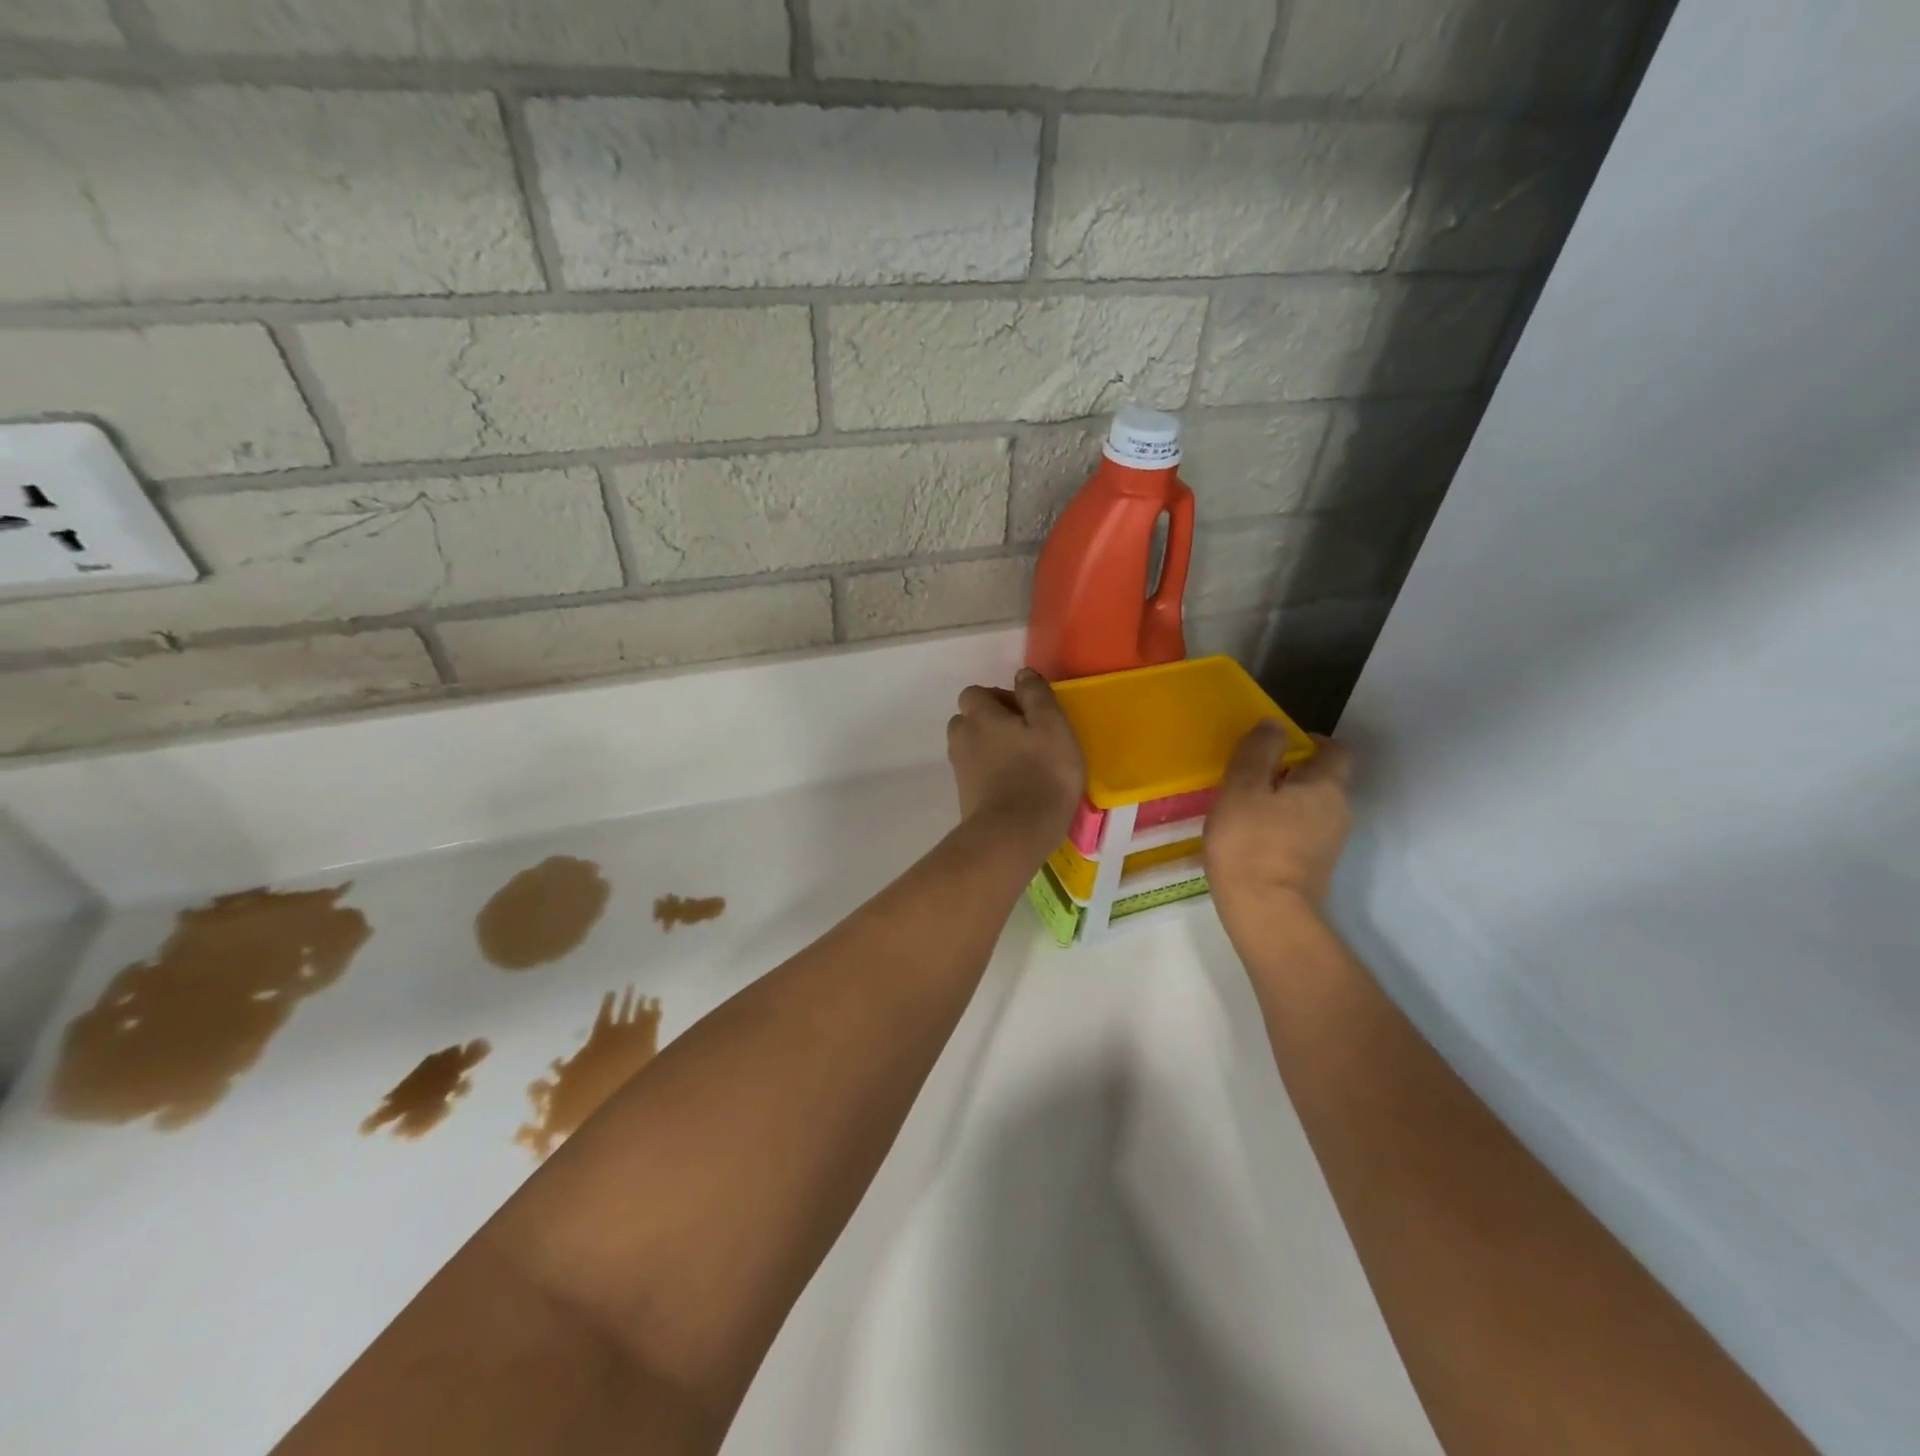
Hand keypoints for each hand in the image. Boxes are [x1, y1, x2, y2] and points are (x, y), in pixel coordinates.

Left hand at [947, 669, 1085, 848]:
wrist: (1013, 835)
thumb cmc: (1041, 775)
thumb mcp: (1053, 726)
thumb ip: (1036, 695)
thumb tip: (1022, 673)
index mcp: (981, 716)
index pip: (976, 693)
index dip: (999, 698)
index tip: (1027, 714)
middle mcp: (963, 738)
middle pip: (969, 720)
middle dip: (992, 723)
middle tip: (1026, 738)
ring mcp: (960, 770)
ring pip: (971, 748)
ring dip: (990, 749)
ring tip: (1022, 763)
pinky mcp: (964, 796)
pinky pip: (975, 774)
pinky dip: (990, 774)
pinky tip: (1015, 787)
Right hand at [1205, 725, 1353, 931]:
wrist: (1267, 914)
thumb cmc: (1251, 844)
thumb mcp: (1242, 788)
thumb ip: (1257, 752)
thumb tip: (1275, 725)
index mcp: (1326, 786)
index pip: (1335, 750)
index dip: (1311, 741)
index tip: (1277, 745)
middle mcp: (1339, 811)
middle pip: (1323, 780)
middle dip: (1292, 772)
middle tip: (1251, 775)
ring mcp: (1331, 844)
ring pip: (1311, 808)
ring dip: (1285, 802)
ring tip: (1246, 808)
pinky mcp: (1316, 868)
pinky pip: (1302, 833)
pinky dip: (1282, 827)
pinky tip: (1252, 838)